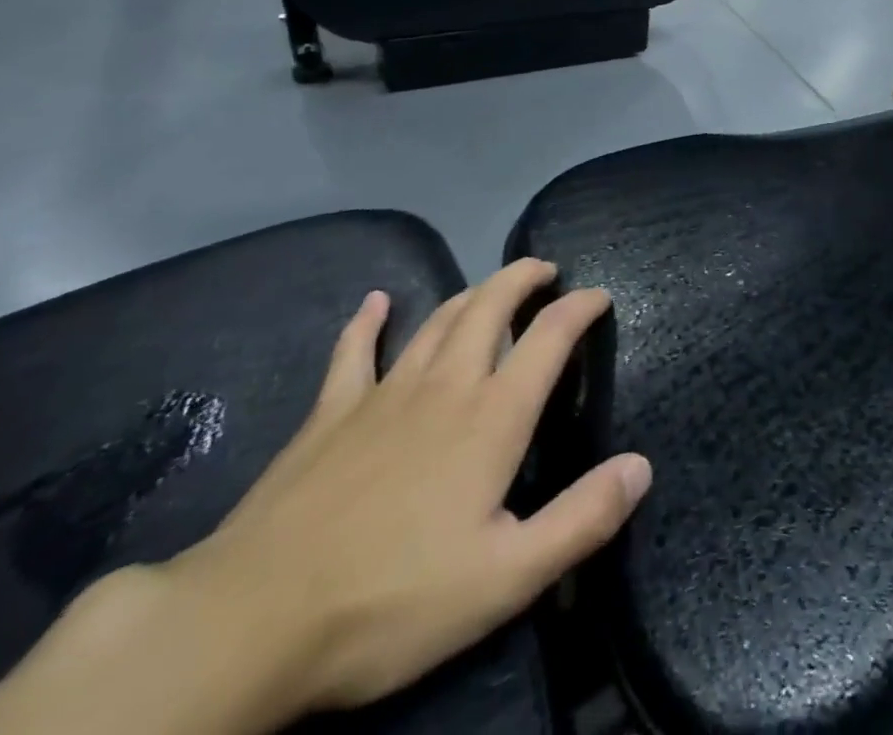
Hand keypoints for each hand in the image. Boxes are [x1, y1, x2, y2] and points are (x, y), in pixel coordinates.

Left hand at [158, 261, 649, 719]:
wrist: (251, 623)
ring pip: (437, 320)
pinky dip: (368, 322)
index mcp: (492, 416)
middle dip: (523, 278)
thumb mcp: (506, 578)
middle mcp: (446, 385)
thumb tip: (641, 466)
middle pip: (491, 307)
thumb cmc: (391, 601)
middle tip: (545, 269)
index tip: (599, 295)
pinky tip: (375, 302)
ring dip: (471, 293)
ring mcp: (384, 393)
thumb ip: (582, 519)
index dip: (581, 307)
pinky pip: (354, 352)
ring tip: (492, 285)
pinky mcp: (330, 414)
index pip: (550, 337)